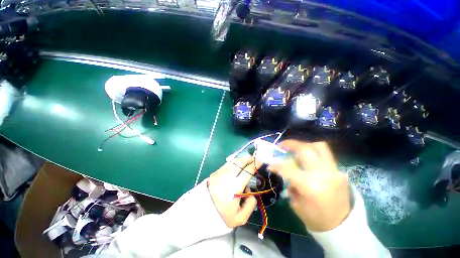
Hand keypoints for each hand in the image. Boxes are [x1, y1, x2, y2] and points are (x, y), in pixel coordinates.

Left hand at [208, 157, 257, 227]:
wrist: (203, 211)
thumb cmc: (222, 215)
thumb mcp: (240, 218)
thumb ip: (250, 204)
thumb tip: (251, 191)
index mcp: (234, 188)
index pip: (247, 172)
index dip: (254, 165)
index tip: (260, 162)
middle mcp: (227, 177)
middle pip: (240, 163)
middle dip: (248, 159)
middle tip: (255, 159)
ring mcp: (220, 173)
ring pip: (233, 162)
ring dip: (242, 159)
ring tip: (248, 160)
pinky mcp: (216, 172)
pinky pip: (228, 164)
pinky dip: (235, 162)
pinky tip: (238, 164)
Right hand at [269, 140, 350, 231]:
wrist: (342, 226)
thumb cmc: (315, 218)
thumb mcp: (296, 203)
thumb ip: (289, 183)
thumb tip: (284, 170)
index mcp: (309, 186)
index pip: (287, 168)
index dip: (276, 165)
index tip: (270, 165)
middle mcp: (322, 174)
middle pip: (304, 150)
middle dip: (289, 144)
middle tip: (281, 145)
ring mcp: (333, 171)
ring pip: (318, 146)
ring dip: (304, 144)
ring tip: (296, 148)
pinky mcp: (339, 171)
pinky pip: (325, 155)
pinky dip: (314, 152)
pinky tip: (307, 158)